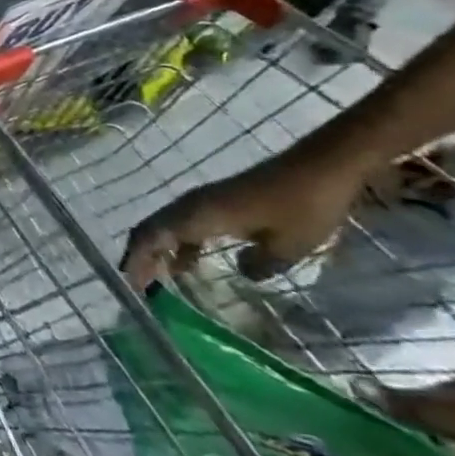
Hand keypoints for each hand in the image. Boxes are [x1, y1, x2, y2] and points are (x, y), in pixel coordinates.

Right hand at [119, 145, 367, 289]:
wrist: (319, 168)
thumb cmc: (302, 208)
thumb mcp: (288, 246)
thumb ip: (258, 265)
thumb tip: (241, 273)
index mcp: (198, 216)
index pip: (152, 237)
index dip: (138, 261)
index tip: (135, 287)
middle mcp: (190, 206)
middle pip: (150, 230)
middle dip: (140, 256)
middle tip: (141, 286)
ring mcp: (202, 202)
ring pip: (164, 227)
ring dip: (156, 250)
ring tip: (159, 278)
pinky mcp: (216, 202)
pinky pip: (183, 225)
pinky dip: (177, 245)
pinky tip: (188, 263)